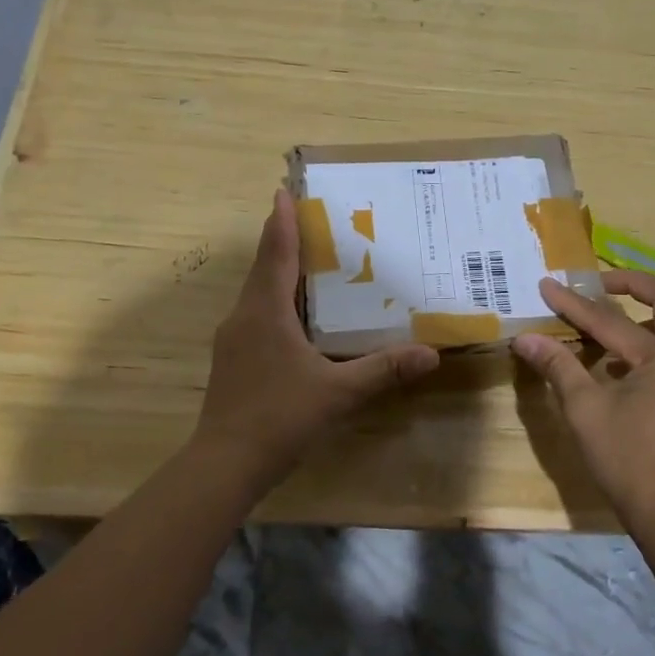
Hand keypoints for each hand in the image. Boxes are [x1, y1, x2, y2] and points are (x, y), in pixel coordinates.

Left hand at [191, 189, 440, 492]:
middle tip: (311, 222)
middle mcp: (244, 316)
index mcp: (265, 311)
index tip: (284, 190)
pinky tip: (297, 317)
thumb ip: (384, 370)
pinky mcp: (232, 360)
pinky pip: (256, 315)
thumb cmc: (279, 417)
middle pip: (264, 267)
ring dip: (279, 272)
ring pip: (258, 293)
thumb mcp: (338, 393)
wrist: (224, 465)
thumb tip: (430, 354)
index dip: (281, 220)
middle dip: (283, 240)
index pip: (275, 252)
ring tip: (310, 262)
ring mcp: (233, 340)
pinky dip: (276, 302)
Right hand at [512, 270, 654, 531]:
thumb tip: (525, 338)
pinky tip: (618, 362)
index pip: (610, 320)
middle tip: (597, 284)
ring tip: (604, 320)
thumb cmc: (628, 459)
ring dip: (643, 313)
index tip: (547, 284)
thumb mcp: (585, 410)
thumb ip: (558, 366)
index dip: (573, 303)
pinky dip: (649, 342)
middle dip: (632, 284)